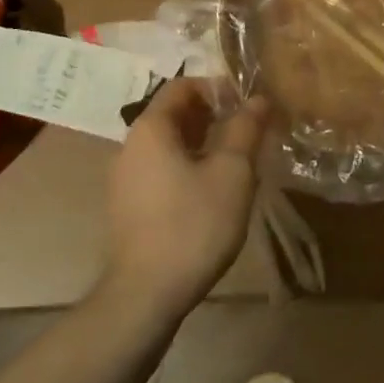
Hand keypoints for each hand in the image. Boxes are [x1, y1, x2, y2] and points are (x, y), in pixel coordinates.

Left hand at [103, 78, 267, 317]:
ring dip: (201, 144)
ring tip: (234, 163)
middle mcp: (130, 145)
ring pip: (168, 144)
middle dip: (212, 116)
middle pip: (174, 113)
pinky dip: (186, 167)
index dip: (217, 88)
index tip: (245, 106)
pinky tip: (210, 193)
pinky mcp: (127, 207)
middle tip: (246, 133)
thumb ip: (246, 128)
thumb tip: (259, 98)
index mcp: (150, 127)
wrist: (144, 297)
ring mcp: (124, 178)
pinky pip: (159, 169)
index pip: (182, 85)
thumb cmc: (192, 224)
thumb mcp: (232, 172)